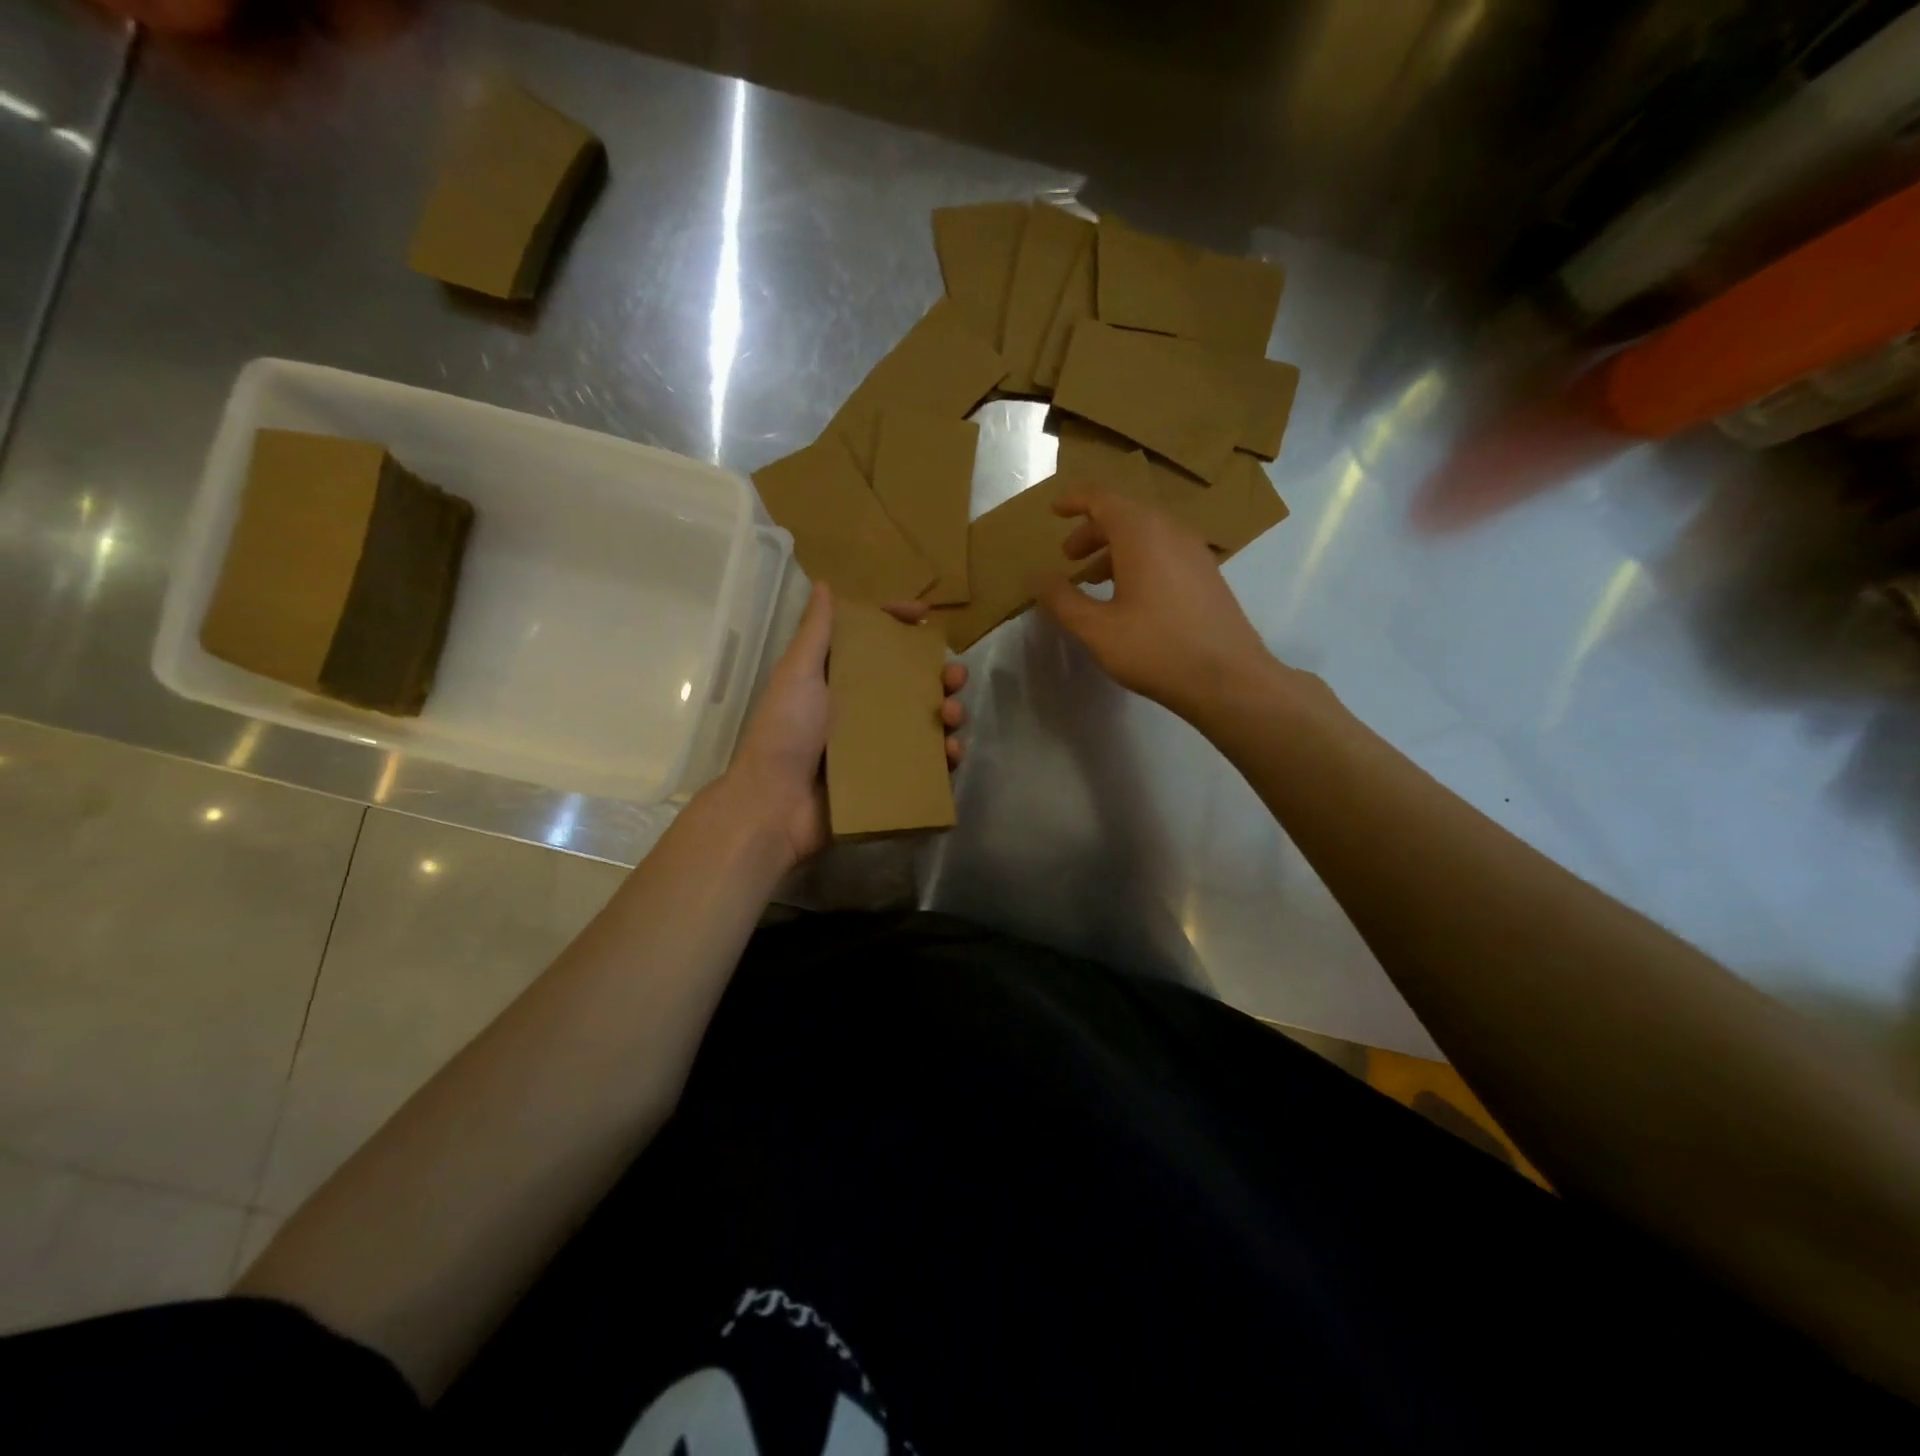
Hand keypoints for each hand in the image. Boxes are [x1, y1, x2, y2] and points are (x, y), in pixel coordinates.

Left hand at [719, 584, 967, 869]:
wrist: (775, 805)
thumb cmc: (785, 732)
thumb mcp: (797, 675)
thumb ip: (815, 633)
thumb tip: (823, 584)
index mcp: (838, 680)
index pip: (874, 642)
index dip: (898, 624)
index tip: (925, 615)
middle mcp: (860, 708)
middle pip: (910, 682)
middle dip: (939, 675)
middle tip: (955, 677)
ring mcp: (876, 745)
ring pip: (925, 721)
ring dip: (949, 713)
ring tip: (954, 716)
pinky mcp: (887, 779)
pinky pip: (925, 762)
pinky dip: (944, 756)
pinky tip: (952, 753)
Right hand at [1032, 491, 1272, 722]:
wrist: (1228, 679)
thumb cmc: (1155, 649)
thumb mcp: (1096, 629)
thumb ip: (1062, 600)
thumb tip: (1038, 577)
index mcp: (1141, 534)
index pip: (1103, 498)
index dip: (1075, 500)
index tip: (1054, 511)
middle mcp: (1171, 532)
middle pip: (1126, 514)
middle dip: (1092, 530)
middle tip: (1068, 556)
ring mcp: (1195, 552)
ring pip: (1147, 534)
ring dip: (1115, 548)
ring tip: (1093, 580)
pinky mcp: (1208, 575)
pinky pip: (1165, 551)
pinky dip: (1139, 560)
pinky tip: (1129, 596)